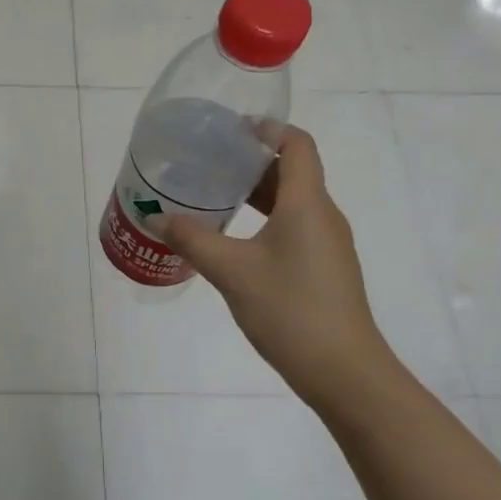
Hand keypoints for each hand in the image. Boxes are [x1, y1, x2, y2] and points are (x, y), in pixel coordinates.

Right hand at [160, 125, 397, 409]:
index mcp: (307, 203)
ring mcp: (327, 245)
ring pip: (292, 203)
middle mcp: (323, 216)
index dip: (268, 128)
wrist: (343, 371)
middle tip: (209, 163)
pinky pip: (294, 228)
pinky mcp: (324, 269)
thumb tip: (157, 218)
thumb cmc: (290, 309)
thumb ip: (192, 240)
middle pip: (293, 172)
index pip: (297, 145)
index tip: (231, 128)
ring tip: (214, 197)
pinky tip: (234, 240)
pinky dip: (264, 221)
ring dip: (257, 194)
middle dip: (252, 162)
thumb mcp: (232, 271)